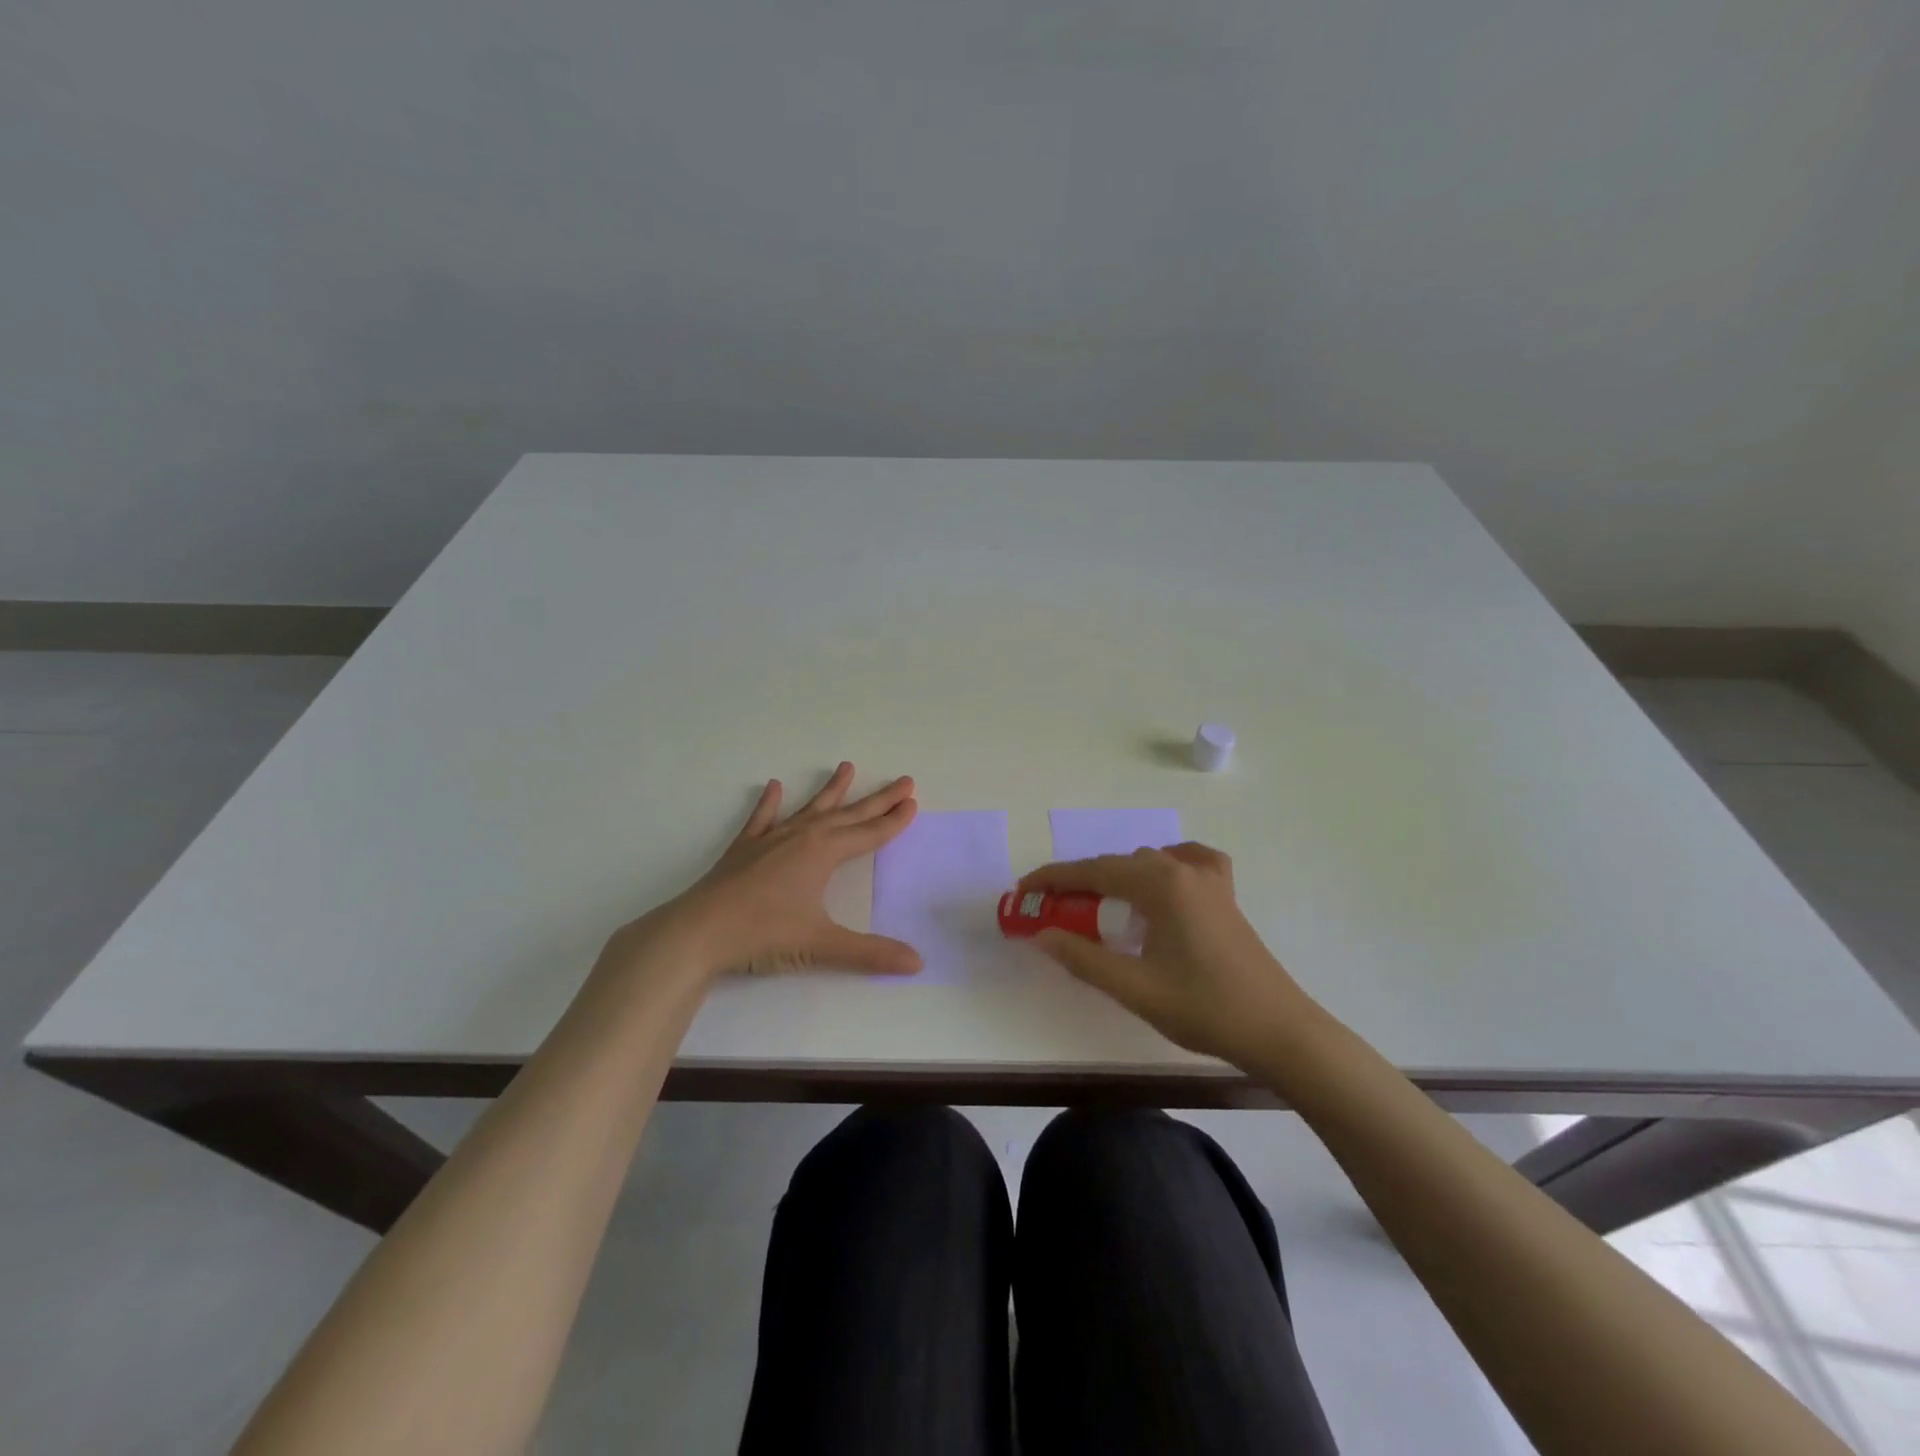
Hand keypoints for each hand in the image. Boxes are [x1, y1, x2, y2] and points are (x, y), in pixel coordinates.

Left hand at [628, 762, 922, 979]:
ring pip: (809, 808)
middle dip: (878, 799)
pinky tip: (773, 787)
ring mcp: (770, 840)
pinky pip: (762, 819)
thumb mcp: (821, 945)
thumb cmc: (763, 934)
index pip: (869, 834)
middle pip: (848, 814)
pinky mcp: (744, 849)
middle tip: (903, 781)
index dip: (893, 821)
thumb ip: (870, 953)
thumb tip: (918, 962)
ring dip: (831, 790)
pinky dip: (769, 804)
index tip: (913, 802)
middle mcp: (801, 837)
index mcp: (823, 853)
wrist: (698, 932)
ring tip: (847, 767)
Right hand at [1019, 842, 1314, 1067]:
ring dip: (1116, 878)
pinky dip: (1163, 867)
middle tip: (1051, 908)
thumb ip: (1083, 958)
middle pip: (1118, 864)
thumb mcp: (1135, 988)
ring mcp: (1209, 880)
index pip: (1093, 871)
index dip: (1053, 880)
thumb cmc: (1204, 1008)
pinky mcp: (1225, 896)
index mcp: (1160, 885)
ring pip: (1148, 863)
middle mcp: (1183, 870)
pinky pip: (1188, 863)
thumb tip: (1041, 935)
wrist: (1279, 1031)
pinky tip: (1160, 883)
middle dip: (1080, 882)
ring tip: (1094, 906)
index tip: (1023, 891)